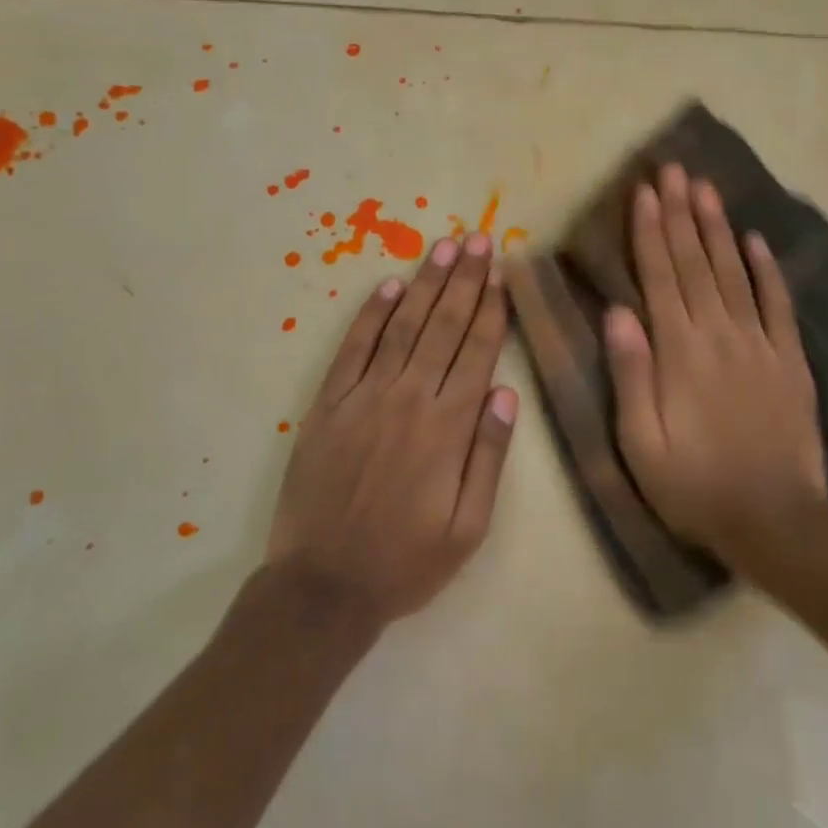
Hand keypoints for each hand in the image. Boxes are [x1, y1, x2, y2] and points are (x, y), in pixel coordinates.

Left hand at [266, 232, 518, 627]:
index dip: (492, 309)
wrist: (323, 587)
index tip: (502, 272)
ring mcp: (364, 398)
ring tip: (445, 248)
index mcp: (448, 429)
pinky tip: (390, 285)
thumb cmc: (405, 563)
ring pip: (402, 327)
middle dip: (466, 280)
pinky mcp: (328, 404)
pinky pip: (353, 349)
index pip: (477, 353)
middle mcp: (409, 400)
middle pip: (444, 327)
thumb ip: (488, 458)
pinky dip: (371, 314)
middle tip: (480, 239)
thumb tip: (504, 394)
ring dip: (426, 285)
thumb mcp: (468, 529)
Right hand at [604, 164, 827, 565]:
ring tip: (706, 188)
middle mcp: (719, 335)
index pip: (660, 276)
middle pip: (695, 263)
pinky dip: (767, 270)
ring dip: (717, 228)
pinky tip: (756, 240)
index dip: (650, 231)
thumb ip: (630, 373)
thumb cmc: (694, 487)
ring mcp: (760, 344)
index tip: (644, 191)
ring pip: (733, 273)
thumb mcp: (641, 443)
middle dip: (681, 212)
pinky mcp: (790, 361)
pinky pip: (778, 305)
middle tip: (673, 169)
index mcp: (679, 352)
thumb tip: (617, 312)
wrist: (775, 523)